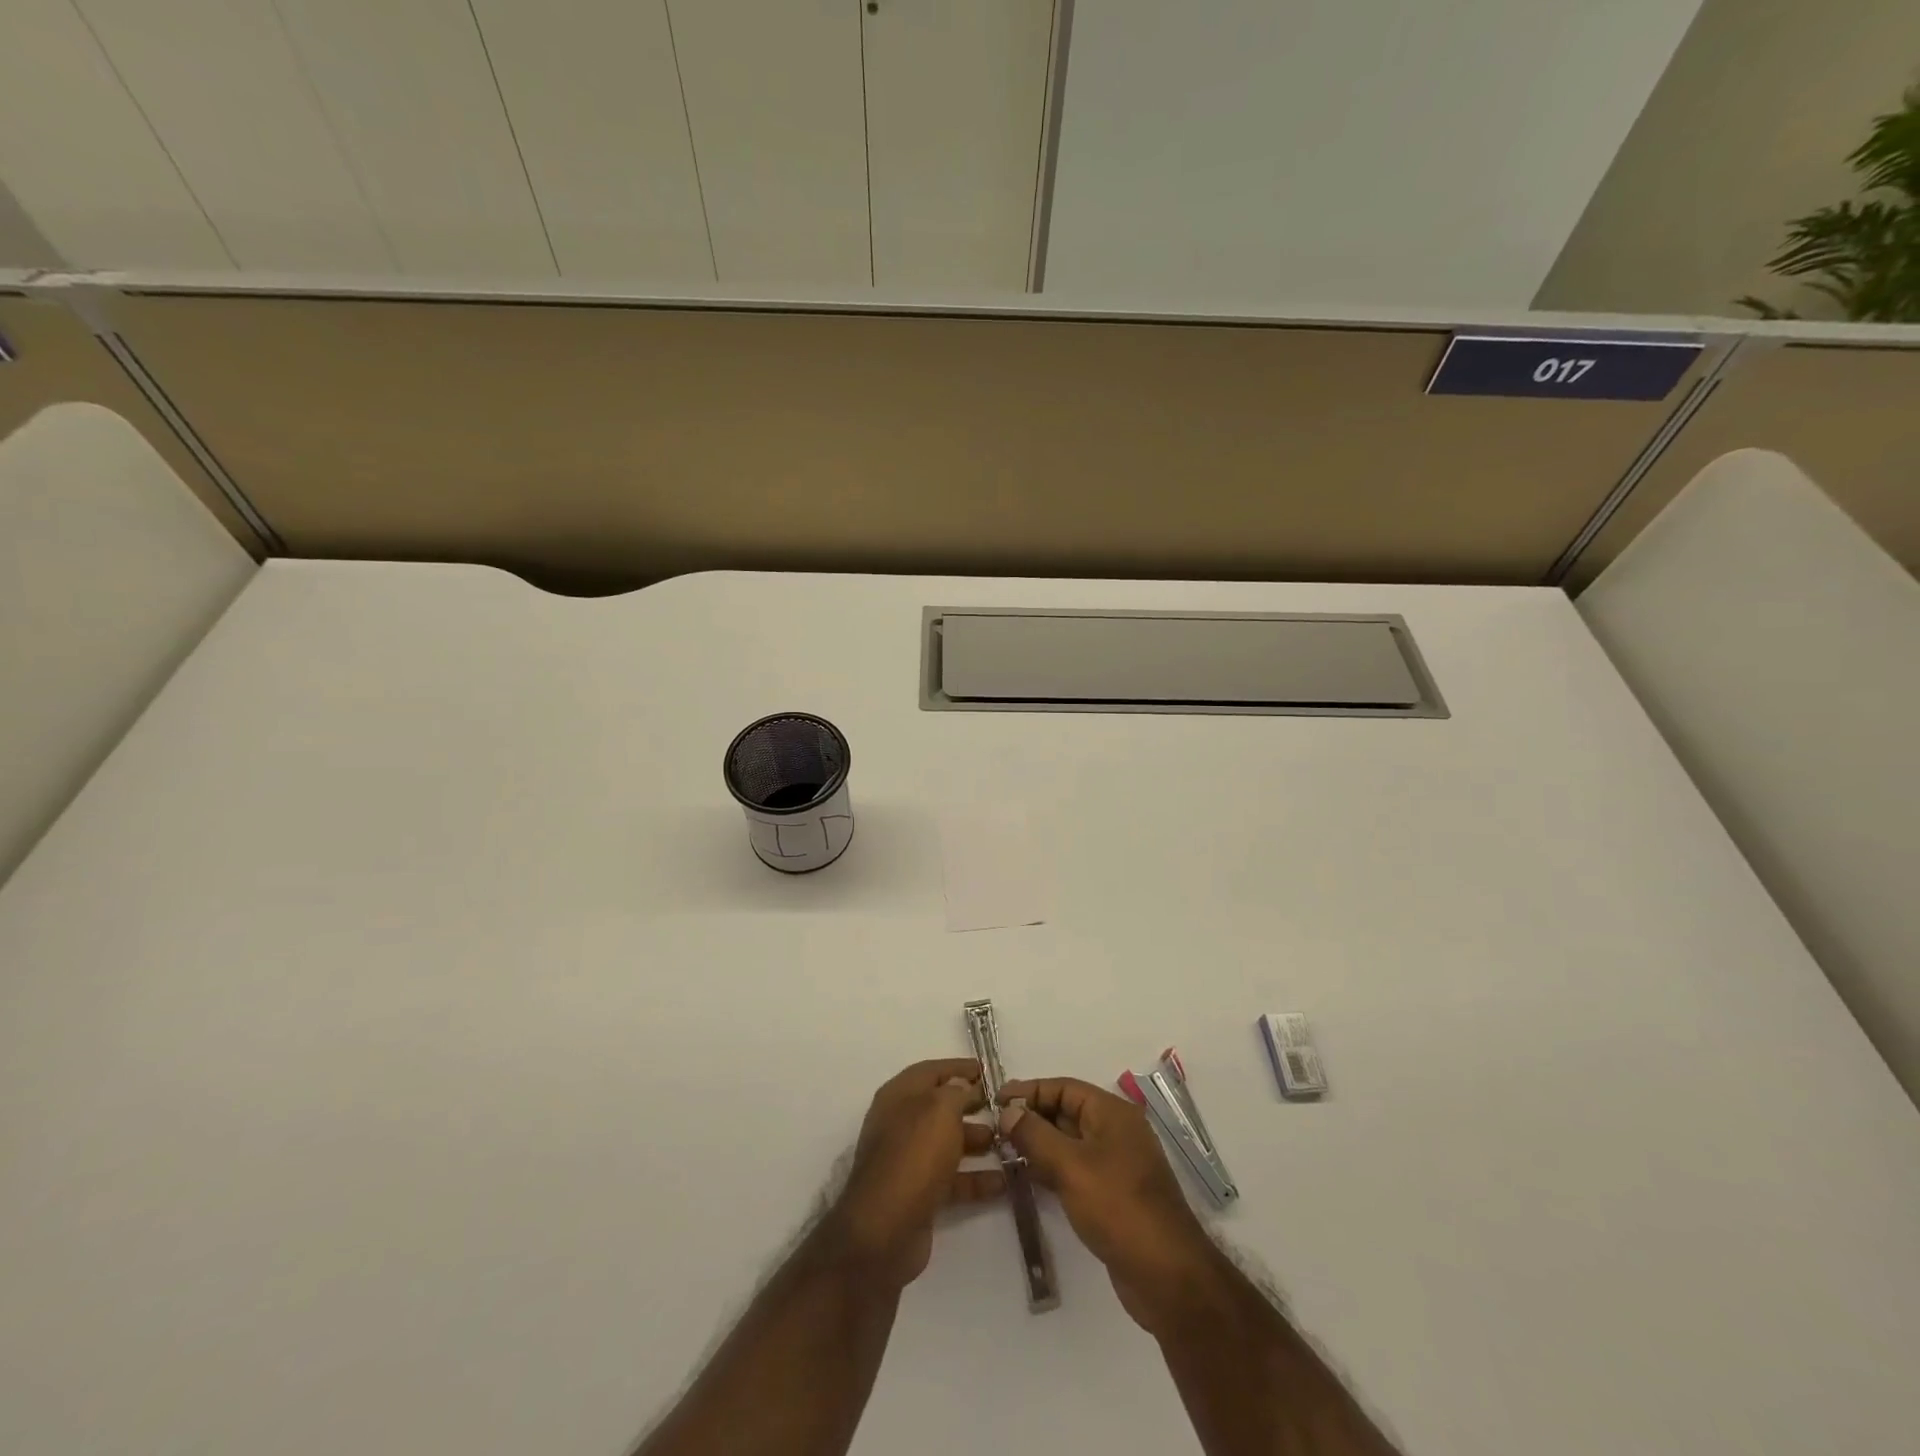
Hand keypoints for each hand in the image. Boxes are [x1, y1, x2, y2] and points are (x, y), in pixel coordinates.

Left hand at [830, 1059, 1005, 1288]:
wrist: (885, 1229)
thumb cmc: (914, 1155)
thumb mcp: (939, 1110)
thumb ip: (955, 1092)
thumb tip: (961, 1086)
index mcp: (899, 1095)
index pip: (931, 1071)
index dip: (958, 1068)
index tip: (987, 1071)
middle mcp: (901, 1123)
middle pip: (940, 1107)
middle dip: (971, 1105)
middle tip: (1002, 1107)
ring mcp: (908, 1160)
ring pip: (947, 1143)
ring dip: (977, 1141)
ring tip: (1008, 1143)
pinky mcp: (918, 1194)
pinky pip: (951, 1179)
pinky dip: (975, 1179)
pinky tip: (1003, 1182)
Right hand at [1000, 1076, 1220, 1333]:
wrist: (1166, 1275)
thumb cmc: (1118, 1207)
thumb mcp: (1070, 1166)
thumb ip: (1035, 1135)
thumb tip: (1007, 1112)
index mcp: (1112, 1113)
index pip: (1064, 1088)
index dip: (1029, 1091)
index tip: (995, 1100)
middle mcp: (1116, 1131)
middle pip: (1066, 1112)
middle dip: (1031, 1117)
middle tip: (994, 1127)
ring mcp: (1116, 1164)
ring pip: (1069, 1142)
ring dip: (1039, 1144)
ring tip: (1003, 1151)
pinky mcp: (1113, 1194)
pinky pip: (1076, 1168)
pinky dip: (1052, 1168)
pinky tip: (1028, 1177)